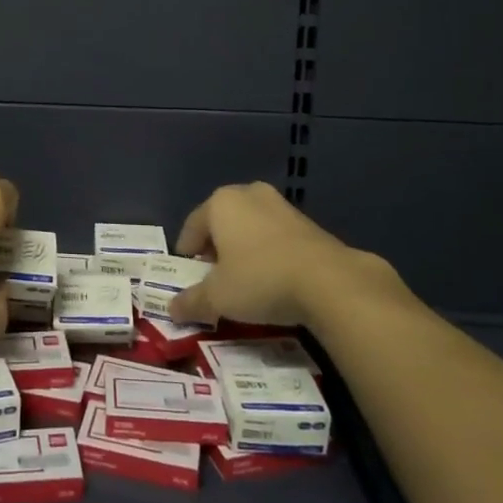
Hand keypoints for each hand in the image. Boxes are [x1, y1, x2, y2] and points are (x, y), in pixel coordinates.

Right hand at [167, 181, 371, 327]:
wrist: (330, 282)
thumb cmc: (261, 279)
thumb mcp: (219, 297)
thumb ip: (192, 301)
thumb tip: (172, 309)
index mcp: (220, 202)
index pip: (192, 226)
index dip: (186, 252)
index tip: (188, 275)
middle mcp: (248, 194)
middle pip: (222, 222)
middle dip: (216, 248)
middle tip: (215, 277)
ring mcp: (281, 205)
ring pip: (250, 226)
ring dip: (244, 249)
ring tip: (245, 281)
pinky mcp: (308, 222)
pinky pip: (276, 236)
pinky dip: (269, 252)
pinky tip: (274, 279)